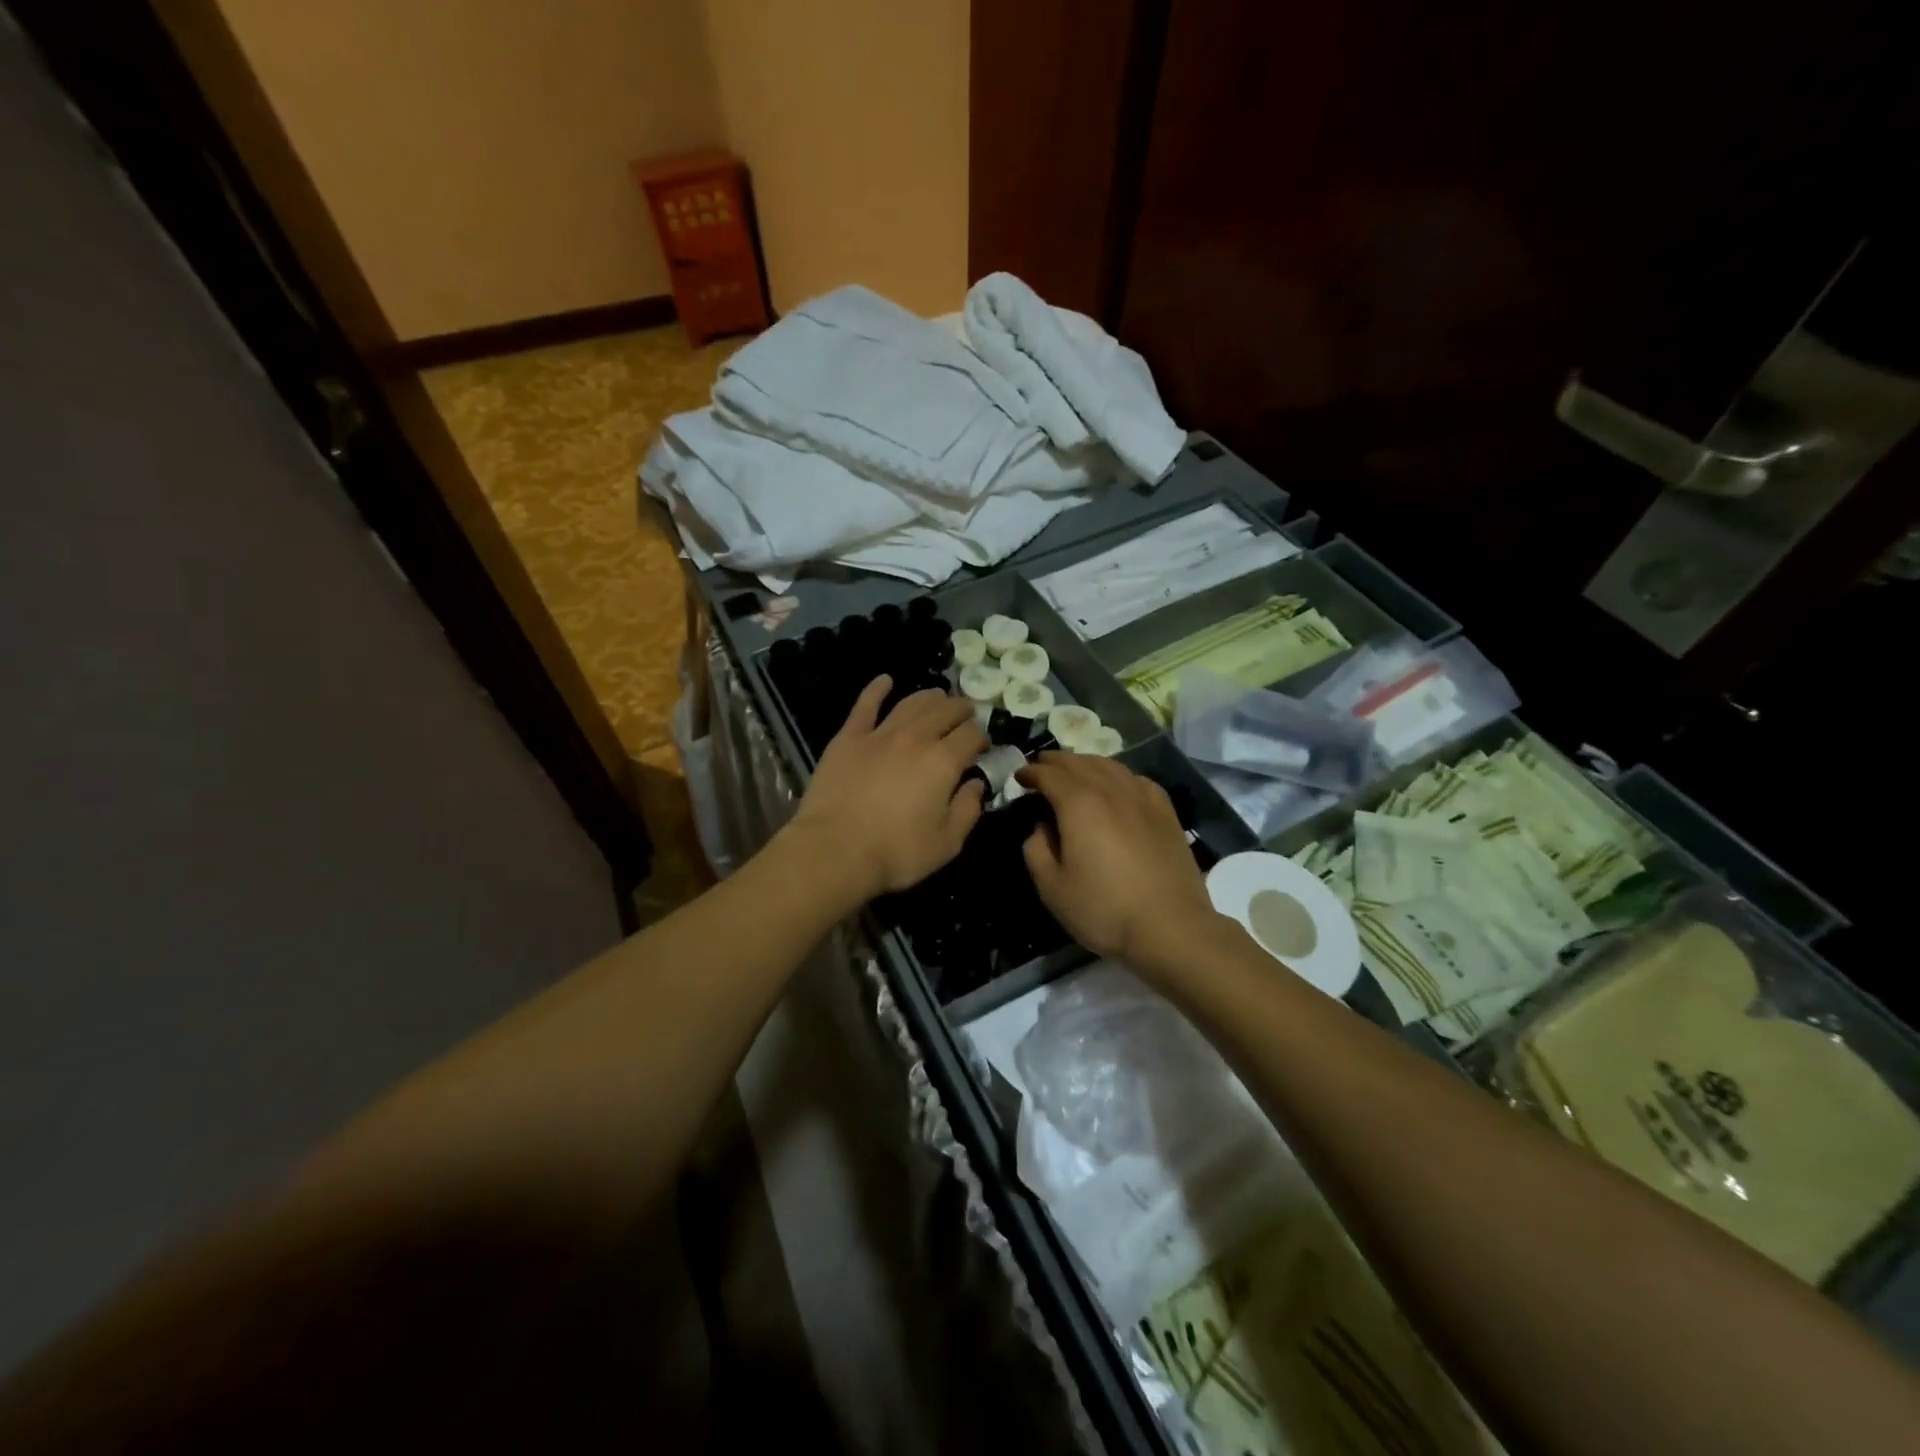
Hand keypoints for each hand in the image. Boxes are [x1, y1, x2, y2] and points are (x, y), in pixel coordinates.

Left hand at [787, 677, 987, 901]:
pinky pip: (865, 705)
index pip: (972, 735)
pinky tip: (885, 680)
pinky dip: (877, 689)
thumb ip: (968, 810)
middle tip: (966, 715)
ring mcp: (880, 733)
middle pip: (945, 710)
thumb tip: (977, 785)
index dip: (981, 737)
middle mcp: (916, 737)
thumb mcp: (947, 843)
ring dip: (930, 696)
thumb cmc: (896, 852)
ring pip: (911, 702)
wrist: (835, 850)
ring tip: (938, 696)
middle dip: (961, 710)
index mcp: (944, 761)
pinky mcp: (848, 737)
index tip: (981, 748)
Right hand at [1017, 753, 1223, 970]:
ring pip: (1109, 765)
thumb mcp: (1052, 887)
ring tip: (1074, 771)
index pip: (1049, 774)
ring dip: (1085, 763)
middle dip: (1055, 762)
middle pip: (1079, 762)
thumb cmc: (1104, 909)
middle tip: (1041, 767)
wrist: (1170, 926)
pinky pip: (1136, 780)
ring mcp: (1142, 797)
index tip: (1019, 777)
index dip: (1030, 772)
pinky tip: (1117, 786)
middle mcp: (1110, 789)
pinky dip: (1118, 775)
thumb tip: (1041, 827)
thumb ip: (1036, 849)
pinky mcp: (1165, 811)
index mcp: (1078, 803)